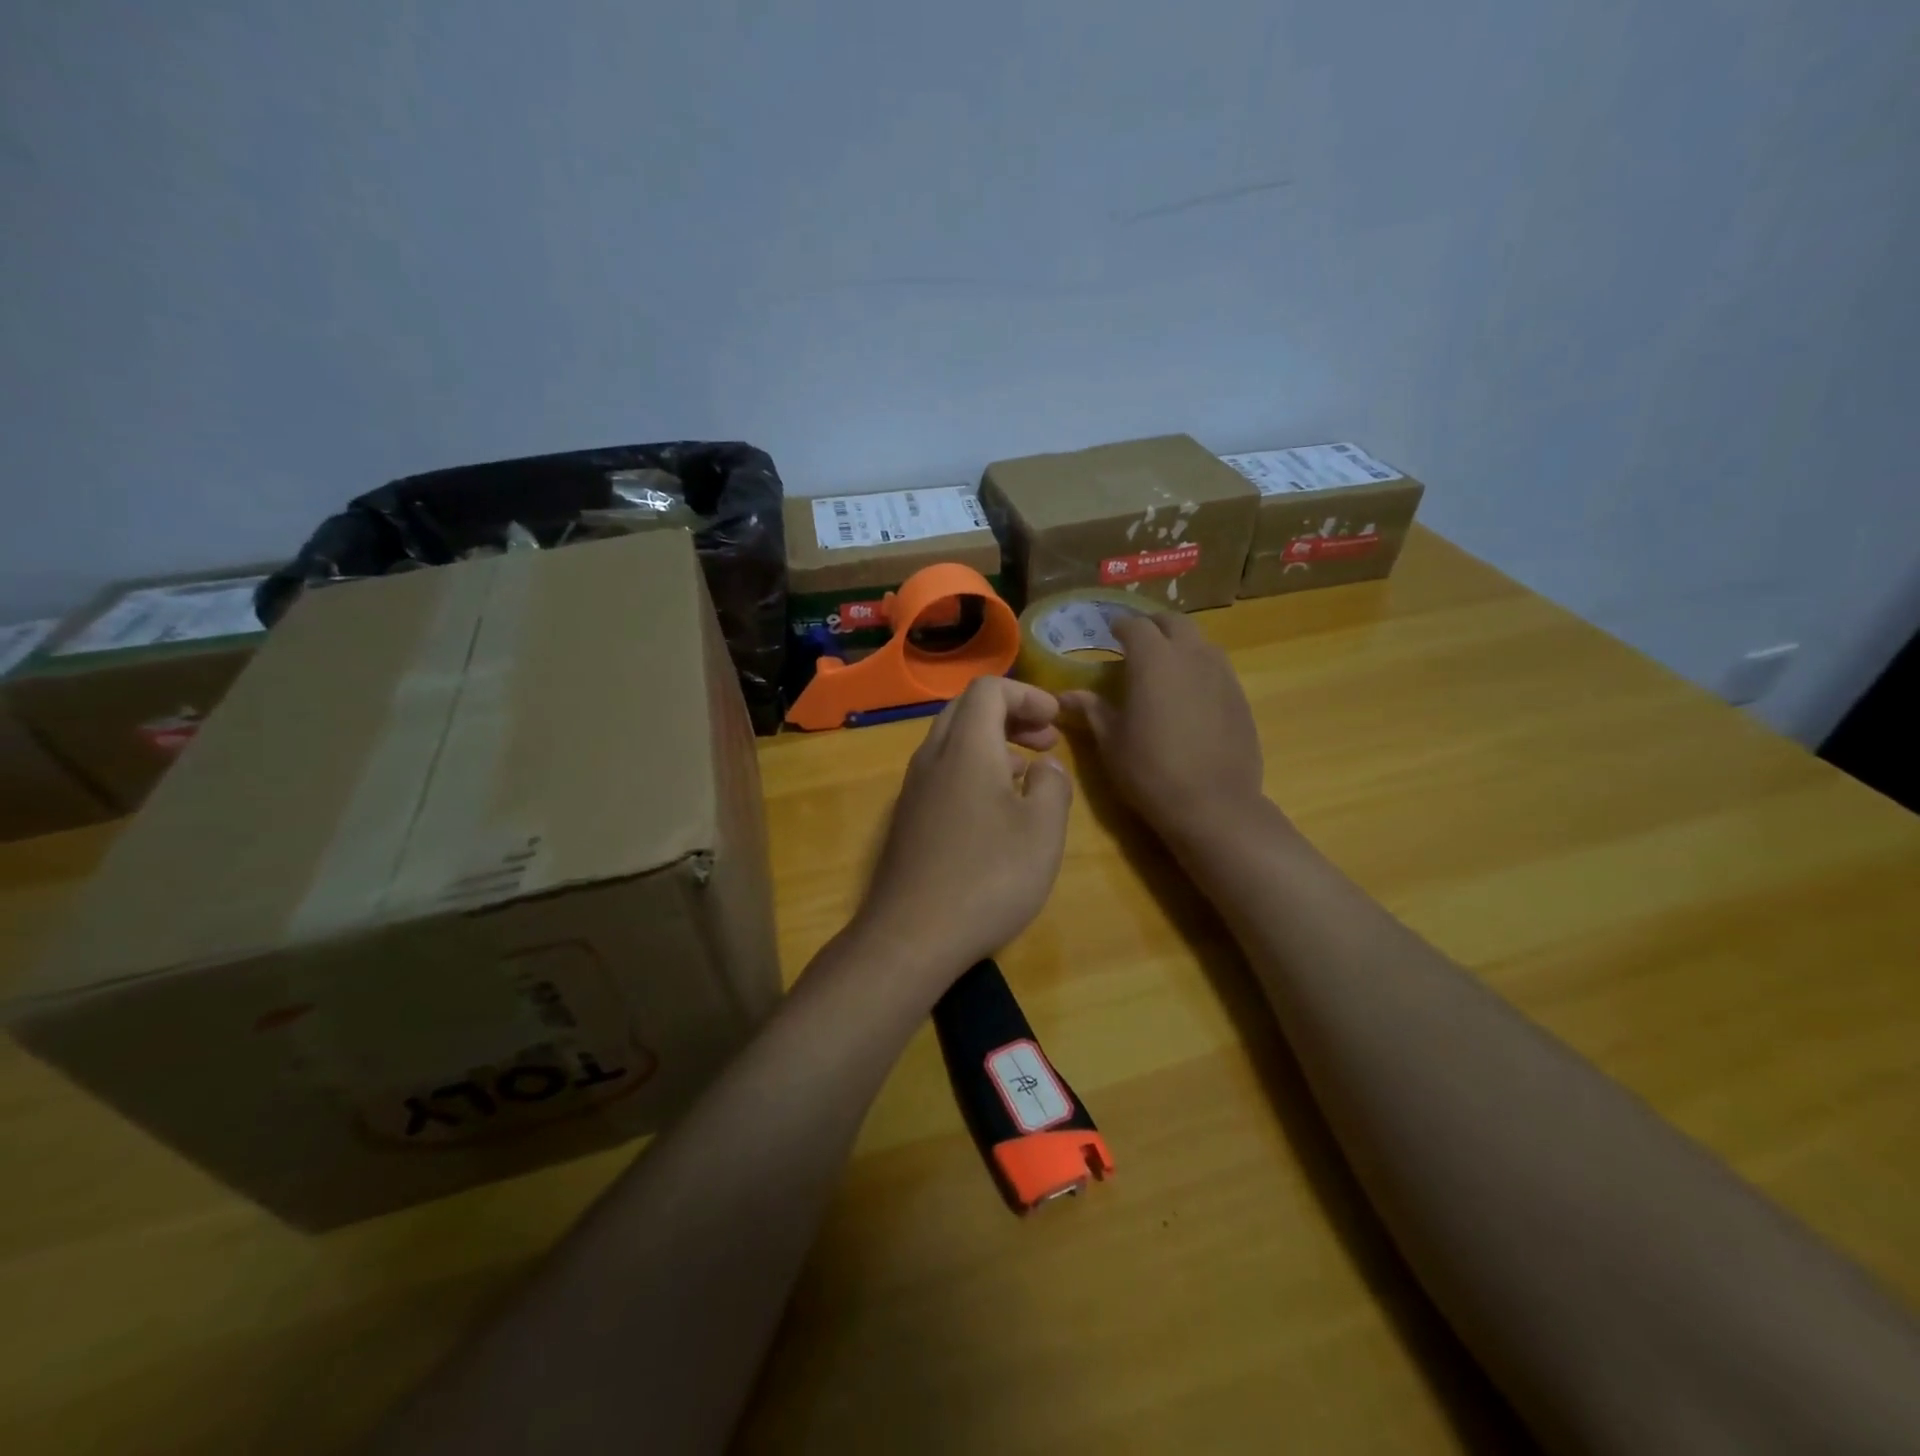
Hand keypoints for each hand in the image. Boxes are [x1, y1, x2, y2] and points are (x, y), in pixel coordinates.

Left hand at [856, 678, 1073, 987]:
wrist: (911, 936)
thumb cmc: (988, 877)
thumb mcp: (1042, 830)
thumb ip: (1053, 785)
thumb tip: (1045, 767)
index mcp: (966, 747)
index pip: (989, 689)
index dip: (1027, 694)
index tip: (1057, 719)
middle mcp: (932, 758)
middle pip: (967, 710)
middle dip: (1012, 715)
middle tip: (1048, 740)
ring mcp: (914, 790)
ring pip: (953, 743)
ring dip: (993, 744)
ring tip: (1029, 774)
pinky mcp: (908, 820)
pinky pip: (943, 774)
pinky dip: (974, 771)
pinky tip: (997, 811)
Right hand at [1061, 612, 1263, 845]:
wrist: (1214, 804)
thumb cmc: (1150, 770)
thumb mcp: (1112, 741)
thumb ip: (1092, 710)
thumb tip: (1066, 696)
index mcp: (1154, 660)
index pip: (1135, 625)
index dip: (1120, 625)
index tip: (1109, 631)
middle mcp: (1191, 655)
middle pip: (1174, 622)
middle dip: (1154, 625)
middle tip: (1137, 640)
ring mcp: (1222, 674)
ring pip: (1200, 642)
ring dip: (1180, 644)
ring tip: (1164, 665)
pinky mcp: (1240, 696)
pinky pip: (1217, 668)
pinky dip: (1199, 668)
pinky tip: (1190, 694)